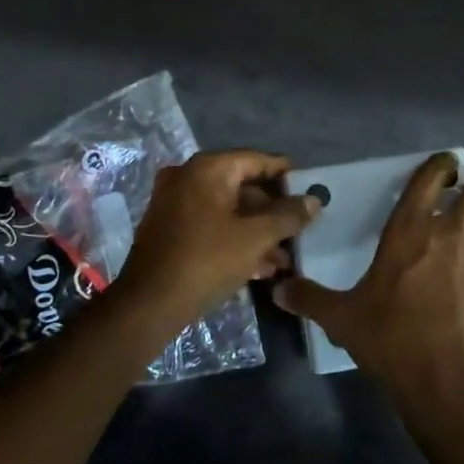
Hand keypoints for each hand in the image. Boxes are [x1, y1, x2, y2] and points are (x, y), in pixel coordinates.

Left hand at [116, 149, 320, 323]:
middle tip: (300, 226)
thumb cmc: (207, 260)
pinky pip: (211, 226)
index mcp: (207, 169)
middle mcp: (188, 178)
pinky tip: (261, 267)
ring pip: (227, 211)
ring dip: (257, 231)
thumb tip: (314, 201)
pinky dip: (235, 240)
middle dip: (273, 211)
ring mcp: (175, 204)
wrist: (149, 304)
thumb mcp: (256, 237)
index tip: (309, 184)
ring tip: (285, 257)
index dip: (284, 172)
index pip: (255, 159)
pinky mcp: (170, 230)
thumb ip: (288, 216)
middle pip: (241, 186)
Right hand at [276, 152, 463, 413]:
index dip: (442, 165)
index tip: (444, 167)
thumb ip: (310, 298)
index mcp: (412, 228)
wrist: (449, 383)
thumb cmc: (391, 338)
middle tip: (463, 208)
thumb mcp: (342, 318)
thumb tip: (278, 290)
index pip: (432, 176)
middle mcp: (455, 233)